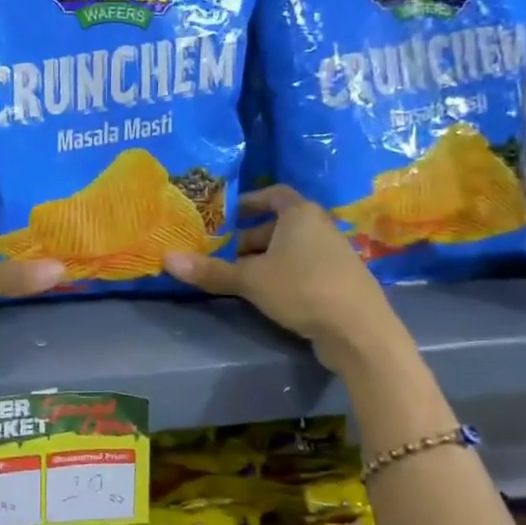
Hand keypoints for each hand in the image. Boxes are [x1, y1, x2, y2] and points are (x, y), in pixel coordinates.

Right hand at [164, 185, 408, 370]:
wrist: (359, 330)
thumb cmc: (302, 289)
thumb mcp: (250, 280)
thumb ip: (210, 270)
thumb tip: (165, 258)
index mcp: (300, 214)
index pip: (274, 194)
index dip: (249, 201)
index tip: (227, 215)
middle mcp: (320, 227)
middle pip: (280, 224)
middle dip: (250, 237)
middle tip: (223, 253)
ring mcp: (335, 254)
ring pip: (293, 248)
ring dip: (266, 258)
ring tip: (240, 277)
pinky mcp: (341, 281)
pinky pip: (306, 267)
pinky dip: (285, 274)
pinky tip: (269, 296)